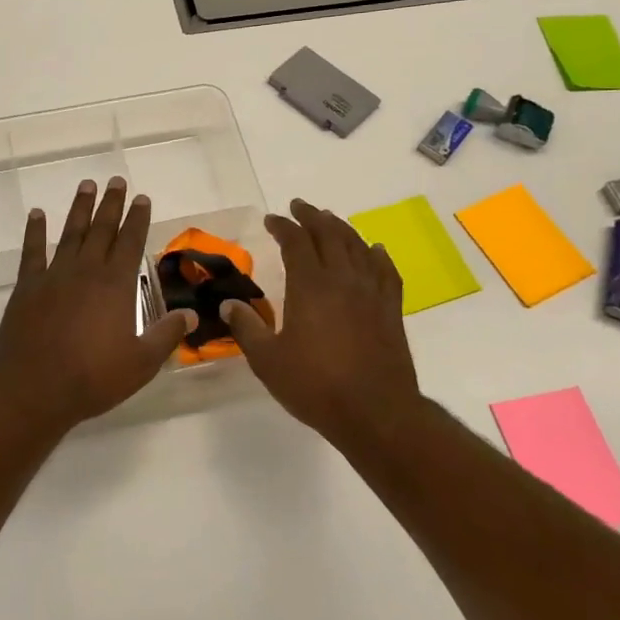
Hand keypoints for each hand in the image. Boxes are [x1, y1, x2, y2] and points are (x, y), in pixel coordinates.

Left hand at [0, 177, 195, 429]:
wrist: (34, 388)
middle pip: (102, 229)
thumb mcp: (142, 362)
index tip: (142, 197)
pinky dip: (35, 231)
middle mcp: (86, 271)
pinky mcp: (27, 287)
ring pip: (71, 233)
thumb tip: (192, 314)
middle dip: (112, 204)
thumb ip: (167, 334)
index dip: (138, 218)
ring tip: (86, 185)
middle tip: (116, 180)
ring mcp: (54, 275)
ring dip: (80, 208)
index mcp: (116, 285)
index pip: (131, 242)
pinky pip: (32, 251)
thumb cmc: (93, 378)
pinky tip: (37, 214)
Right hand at [221, 198, 421, 434]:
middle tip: (299, 207)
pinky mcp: (391, 309)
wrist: (376, 412)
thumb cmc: (315, 386)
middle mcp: (342, 279)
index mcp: (310, 286)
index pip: (295, 241)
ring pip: (357, 246)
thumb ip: (246, 328)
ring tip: (329, 221)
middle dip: (312, 216)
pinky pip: (385, 271)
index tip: (271, 219)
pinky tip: (373, 250)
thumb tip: (228, 304)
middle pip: (329, 234)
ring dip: (340, 228)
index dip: (282, 226)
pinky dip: (376, 255)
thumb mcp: (267, 360)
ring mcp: (371, 292)